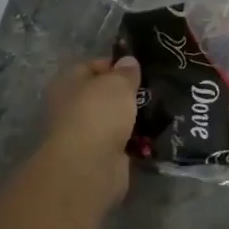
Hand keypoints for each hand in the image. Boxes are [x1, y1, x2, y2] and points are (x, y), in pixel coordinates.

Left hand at [40, 58, 141, 210]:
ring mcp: (86, 133)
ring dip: (134, 117)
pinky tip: (156, 132)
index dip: (116, 65)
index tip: (141, 69)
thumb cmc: (98, 113)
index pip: (92, 66)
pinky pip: (123, 141)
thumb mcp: (117, 83)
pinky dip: (137, 139)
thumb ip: (126, 71)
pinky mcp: (100, 156)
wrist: (90, 166)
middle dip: (128, 93)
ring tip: (161, 109)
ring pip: (115, 119)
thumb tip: (128, 62)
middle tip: (154, 89)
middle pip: (104, 94)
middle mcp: (72, 107)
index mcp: (67, 83)